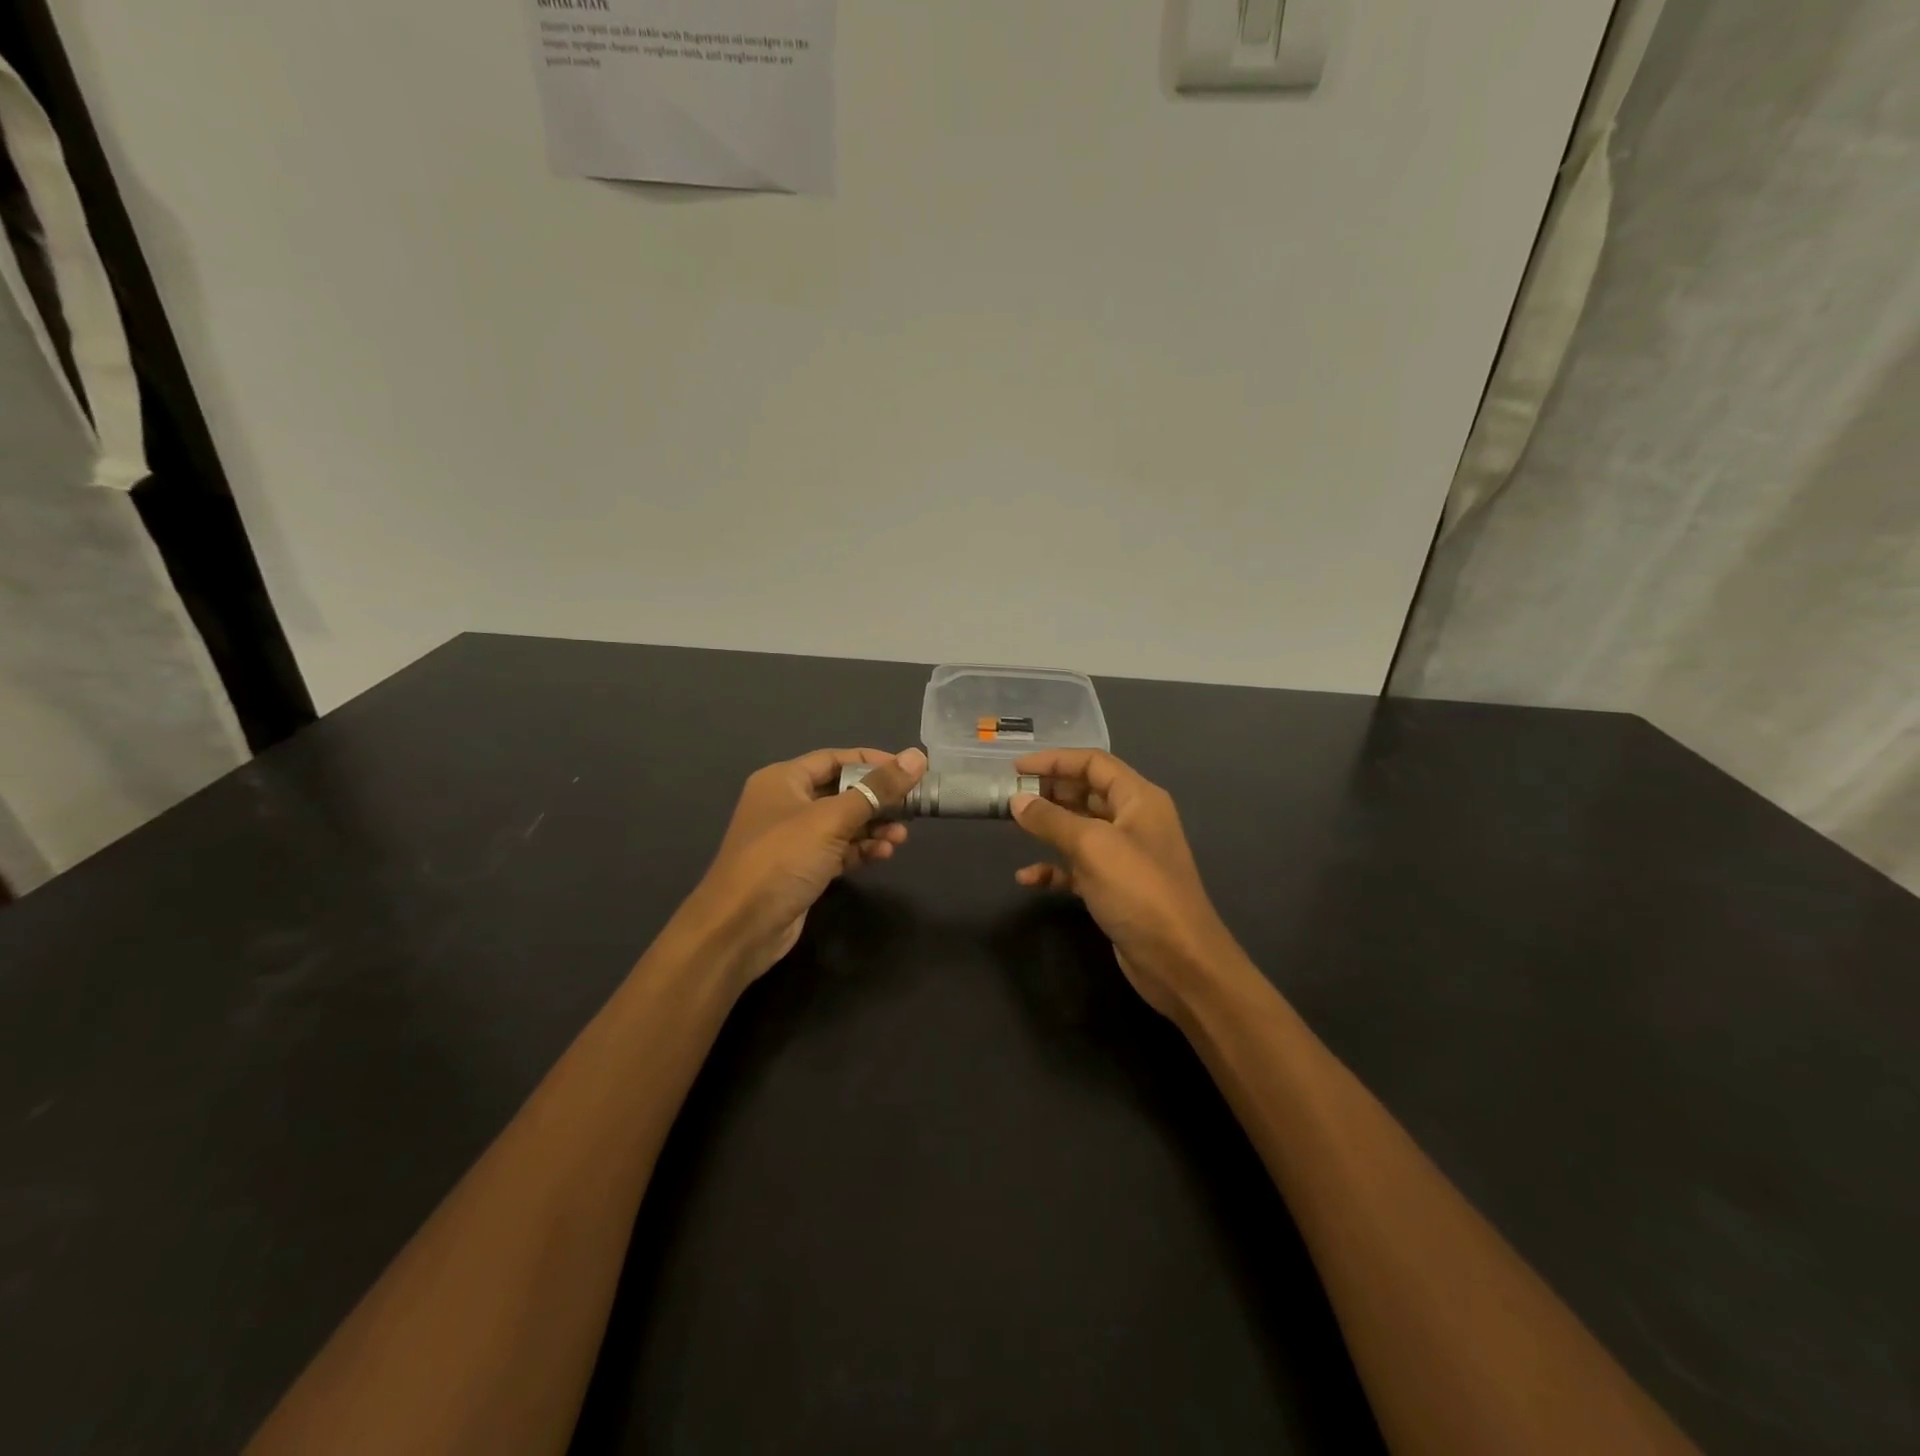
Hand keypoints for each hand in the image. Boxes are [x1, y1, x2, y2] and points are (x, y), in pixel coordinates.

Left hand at [680, 746, 927, 990]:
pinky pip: (838, 850)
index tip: (910, 769)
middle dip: (877, 800)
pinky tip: (883, 855)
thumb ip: (877, 789)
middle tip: (912, 808)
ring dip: (873, 828)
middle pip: (842, 791)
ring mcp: (793, 839)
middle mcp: (786, 804)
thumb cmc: (781, 859)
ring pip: (843, 824)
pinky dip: (861, 850)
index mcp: (783, 780)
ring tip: (901, 837)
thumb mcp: (832, 819)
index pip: (835, 759)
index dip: (873, 762)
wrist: (739, 928)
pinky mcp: (802, 869)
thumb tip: (917, 756)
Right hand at [1010, 750, 1237, 1017]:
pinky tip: (1028, 878)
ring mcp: (1125, 855)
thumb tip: (1017, 800)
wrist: (1179, 961)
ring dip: (1048, 827)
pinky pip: (1078, 867)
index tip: (1016, 768)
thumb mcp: (1092, 847)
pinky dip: (1054, 868)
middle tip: (1010, 795)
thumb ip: (1051, 820)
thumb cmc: (1139, 891)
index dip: (1055, 760)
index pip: (1093, 763)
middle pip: (1086, 792)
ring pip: (1080, 829)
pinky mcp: (1115, 887)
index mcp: (1138, 799)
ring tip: (1013, 827)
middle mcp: (1134, 820)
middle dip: (1049, 792)